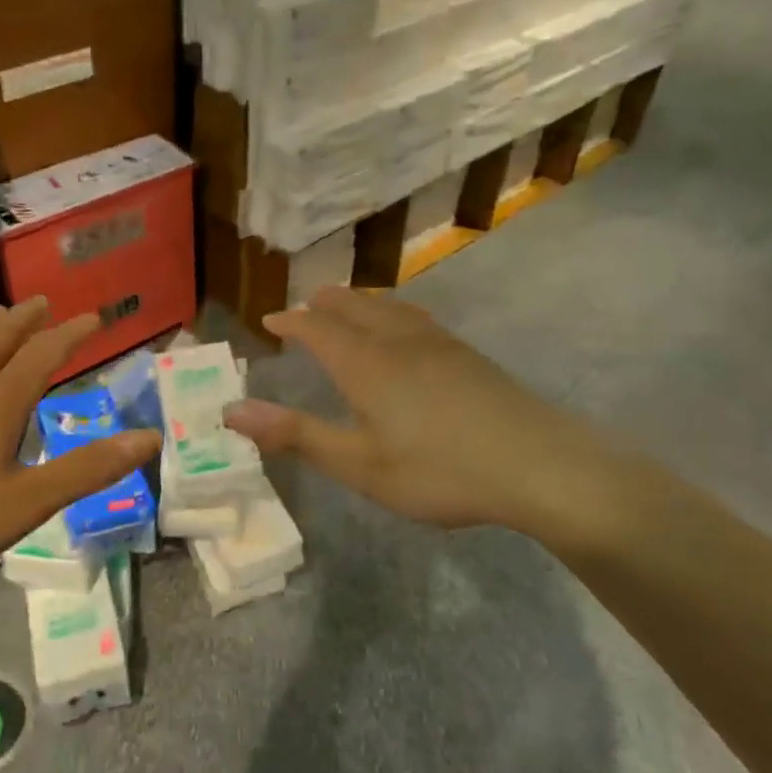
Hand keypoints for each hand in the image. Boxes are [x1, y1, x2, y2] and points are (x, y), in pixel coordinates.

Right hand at [222, 288, 616, 544]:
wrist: (540, 465)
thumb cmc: (439, 470)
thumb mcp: (358, 464)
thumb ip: (294, 435)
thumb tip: (231, 410)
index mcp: (365, 362)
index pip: (316, 327)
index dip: (290, 322)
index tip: (269, 321)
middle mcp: (398, 340)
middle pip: (353, 306)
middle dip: (323, 304)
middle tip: (304, 308)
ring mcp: (438, 343)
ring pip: (388, 307)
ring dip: (359, 302)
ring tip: (347, 308)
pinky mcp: (468, 355)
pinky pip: (415, 317)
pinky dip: (391, 313)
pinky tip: (405, 332)